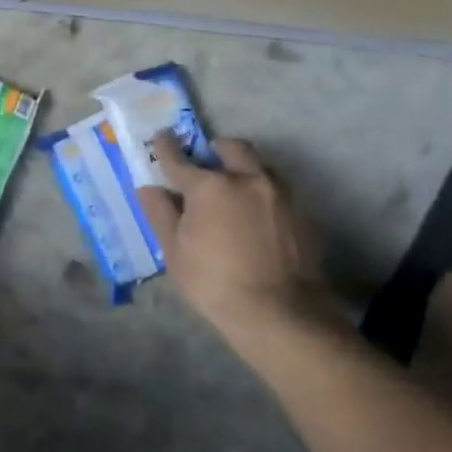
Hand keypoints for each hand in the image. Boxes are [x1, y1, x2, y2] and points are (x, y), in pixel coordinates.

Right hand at [135, 132, 329, 333]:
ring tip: (233, 191)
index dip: (166, 147)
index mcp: (209, 186)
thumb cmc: (214, 282)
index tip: (161, 138)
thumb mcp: (175, 251)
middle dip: (215, 149)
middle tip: (205, 165)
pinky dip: (262, 194)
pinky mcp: (302, 213)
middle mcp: (247, 178)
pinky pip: (278, 190)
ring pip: (259, 166)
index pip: (179, 159)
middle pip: (231, 148)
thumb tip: (149, 189)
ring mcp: (280, 194)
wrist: (280, 313)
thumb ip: (161, 214)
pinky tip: (257, 217)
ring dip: (243, 169)